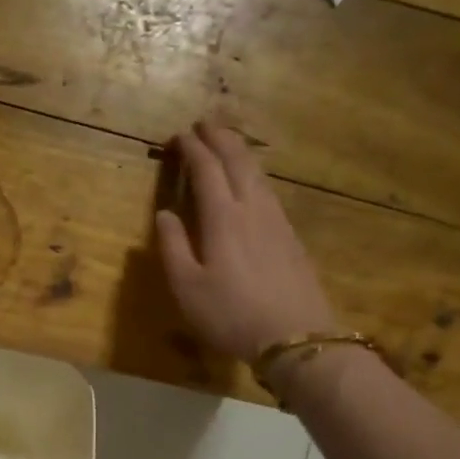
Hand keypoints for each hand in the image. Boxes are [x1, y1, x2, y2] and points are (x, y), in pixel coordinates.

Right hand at [155, 123, 337, 359]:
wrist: (295, 336)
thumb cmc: (231, 314)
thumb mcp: (187, 287)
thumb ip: (173, 246)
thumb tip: (164, 213)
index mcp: (223, 218)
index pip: (206, 170)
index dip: (192, 149)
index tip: (179, 135)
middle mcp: (252, 208)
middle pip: (237, 161)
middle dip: (220, 138)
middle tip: (205, 122)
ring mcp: (276, 220)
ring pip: (257, 173)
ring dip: (240, 151)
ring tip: (227, 142)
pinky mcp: (290, 236)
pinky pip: (268, 190)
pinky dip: (254, 173)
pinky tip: (252, 181)